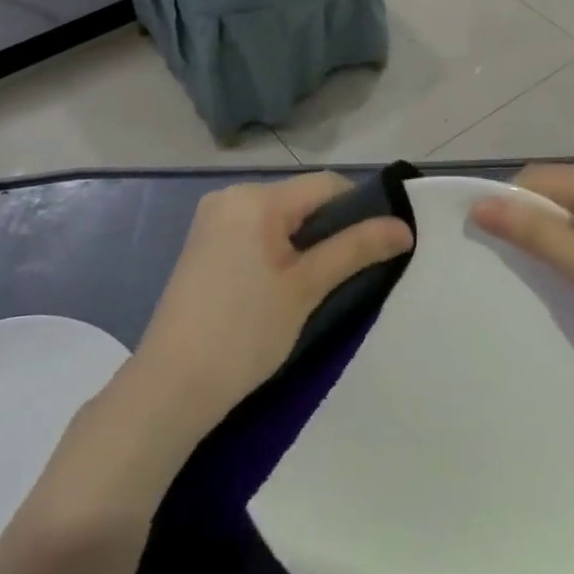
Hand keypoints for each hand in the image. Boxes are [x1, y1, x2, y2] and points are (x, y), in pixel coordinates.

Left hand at [132, 173, 412, 434]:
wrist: (169, 388)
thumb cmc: (244, 333)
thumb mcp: (306, 288)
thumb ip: (356, 249)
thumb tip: (404, 227)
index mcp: (255, 197)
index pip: (326, 185)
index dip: (360, 209)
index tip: (377, 246)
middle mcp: (230, 195)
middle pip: (301, 198)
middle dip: (330, 227)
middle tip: (346, 272)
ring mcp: (211, 219)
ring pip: (279, 216)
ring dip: (305, 240)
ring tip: (315, 283)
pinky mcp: (202, 244)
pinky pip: (255, 231)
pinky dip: (277, 249)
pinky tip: (281, 286)